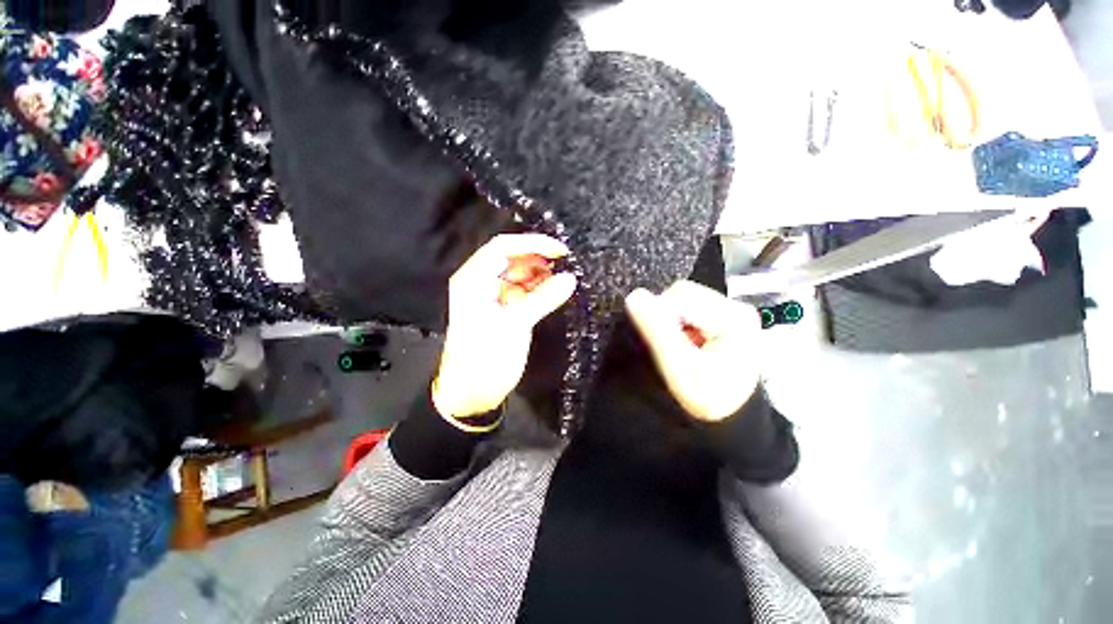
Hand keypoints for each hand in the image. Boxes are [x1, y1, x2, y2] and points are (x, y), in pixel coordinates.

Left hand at [433, 234, 577, 418]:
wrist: (473, 393)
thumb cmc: (485, 358)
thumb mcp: (514, 326)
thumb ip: (543, 299)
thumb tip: (570, 278)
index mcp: (474, 280)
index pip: (502, 247)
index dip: (532, 243)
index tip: (560, 250)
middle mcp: (482, 282)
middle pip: (513, 258)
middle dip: (539, 259)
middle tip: (566, 265)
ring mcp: (494, 296)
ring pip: (521, 275)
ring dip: (542, 274)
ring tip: (564, 279)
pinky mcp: (506, 309)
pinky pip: (525, 291)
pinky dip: (540, 290)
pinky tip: (556, 291)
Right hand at [625, 280, 762, 421]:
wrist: (727, 416)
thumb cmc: (707, 398)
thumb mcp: (680, 368)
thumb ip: (658, 331)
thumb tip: (634, 297)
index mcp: (734, 317)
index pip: (680, 295)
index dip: (660, 315)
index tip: (662, 343)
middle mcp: (736, 307)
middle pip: (683, 294)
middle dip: (667, 318)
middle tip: (670, 347)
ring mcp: (730, 310)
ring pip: (682, 300)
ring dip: (671, 321)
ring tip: (679, 347)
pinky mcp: (722, 316)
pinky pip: (687, 309)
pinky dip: (678, 324)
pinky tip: (685, 343)